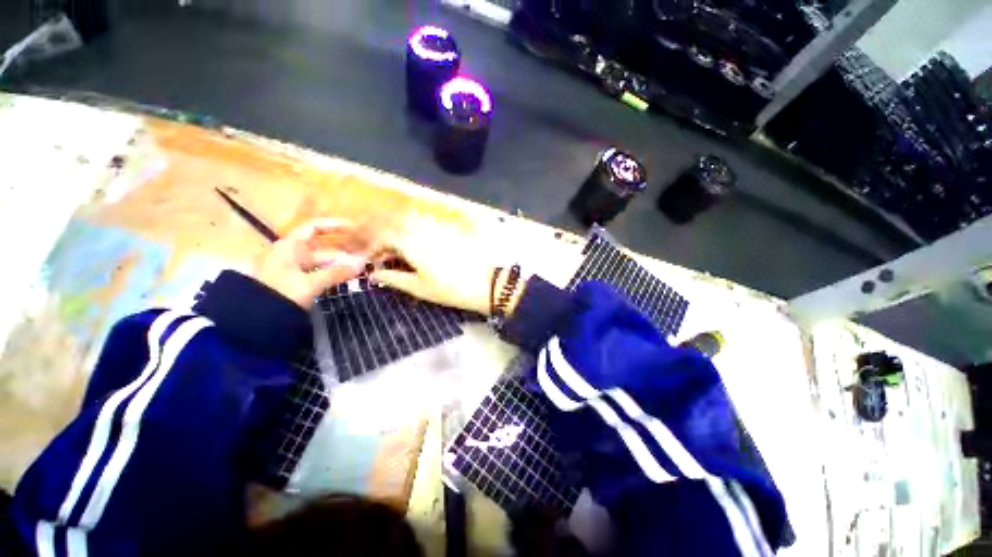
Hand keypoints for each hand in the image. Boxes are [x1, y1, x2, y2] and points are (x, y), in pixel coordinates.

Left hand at [252, 219, 371, 307]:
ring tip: (360, 266)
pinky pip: (318, 272)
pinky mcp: (294, 283)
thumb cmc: (280, 293)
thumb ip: (337, 272)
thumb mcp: (310, 283)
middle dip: (344, 248)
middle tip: (364, 252)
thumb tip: (363, 262)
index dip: (335, 226)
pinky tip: (345, 277)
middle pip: (322, 246)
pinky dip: (332, 273)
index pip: (314, 228)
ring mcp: (292, 269)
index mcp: (291, 247)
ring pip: (321, 261)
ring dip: (340, 263)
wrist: (252, 319)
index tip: (355, 229)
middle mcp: (291, 254)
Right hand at [370, 220, 498, 315]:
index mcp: (411, 241)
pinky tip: (425, 250)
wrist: (487, 283)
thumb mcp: (420, 287)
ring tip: (406, 256)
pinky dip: (421, 235)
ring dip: (405, 236)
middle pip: (398, 226)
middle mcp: (423, 228)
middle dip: (389, 239)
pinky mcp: (453, 230)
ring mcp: (440, 227)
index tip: (373, 261)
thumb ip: (394, 278)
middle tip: (389, 258)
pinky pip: (430, 227)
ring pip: (414, 224)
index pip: (384, 237)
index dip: (375, 248)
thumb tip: (375, 274)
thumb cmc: (451, 289)